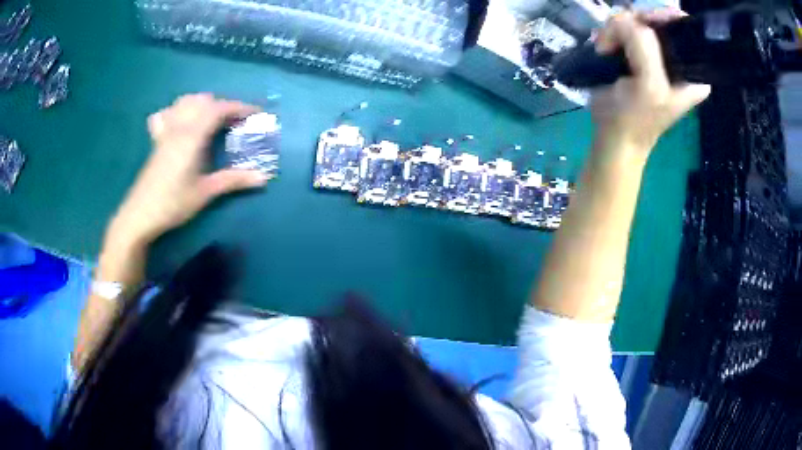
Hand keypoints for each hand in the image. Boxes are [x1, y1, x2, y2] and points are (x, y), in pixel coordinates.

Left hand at [106, 94, 270, 250]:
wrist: (140, 215)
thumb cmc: (173, 204)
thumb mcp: (205, 193)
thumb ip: (234, 180)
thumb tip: (264, 177)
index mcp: (192, 136)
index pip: (219, 109)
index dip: (240, 108)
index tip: (256, 114)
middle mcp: (179, 127)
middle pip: (203, 101)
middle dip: (223, 105)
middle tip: (236, 122)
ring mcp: (165, 132)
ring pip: (184, 102)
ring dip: (202, 104)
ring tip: (213, 118)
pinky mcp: (157, 141)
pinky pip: (166, 114)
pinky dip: (177, 111)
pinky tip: (181, 121)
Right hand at [591, 9, 710, 153]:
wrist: (614, 135)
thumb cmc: (636, 119)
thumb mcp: (649, 86)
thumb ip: (644, 46)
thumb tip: (625, 19)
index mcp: (693, 69)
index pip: (683, 26)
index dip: (661, 17)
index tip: (642, 23)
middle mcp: (677, 57)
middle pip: (656, 17)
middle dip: (634, 23)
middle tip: (616, 39)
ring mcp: (655, 53)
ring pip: (635, 19)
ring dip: (616, 30)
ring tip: (606, 49)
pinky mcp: (636, 52)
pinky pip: (623, 27)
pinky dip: (610, 33)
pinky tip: (604, 47)